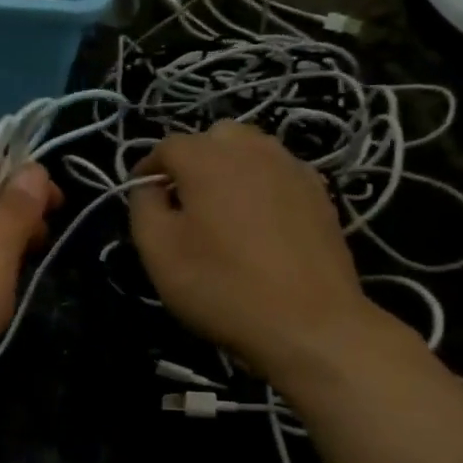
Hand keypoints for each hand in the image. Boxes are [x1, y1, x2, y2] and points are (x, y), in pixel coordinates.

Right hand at [129, 121, 378, 377]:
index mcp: (208, 158)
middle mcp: (253, 150)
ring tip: (222, 210)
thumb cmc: (221, 286)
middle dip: (193, 160)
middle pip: (215, 138)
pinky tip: (259, 224)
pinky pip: (280, 174)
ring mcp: (293, 169)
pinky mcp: (320, 194)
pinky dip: (262, 186)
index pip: (168, 146)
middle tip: (184, 202)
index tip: (142, 197)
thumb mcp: (158, 251)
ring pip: (252, 150)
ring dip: (230, 169)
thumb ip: (143, 206)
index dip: (149, 168)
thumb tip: (149, 186)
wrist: (309, 324)